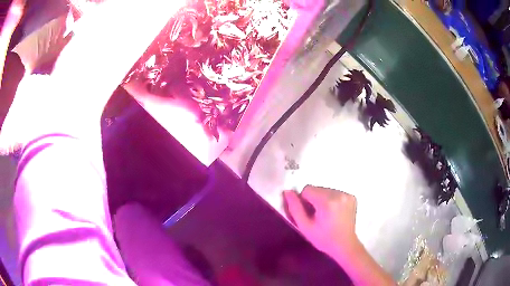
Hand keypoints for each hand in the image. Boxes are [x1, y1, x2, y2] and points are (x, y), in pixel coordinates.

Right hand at [284, 186, 358, 259]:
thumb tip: (287, 191)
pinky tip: (334, 213)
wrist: (345, 245)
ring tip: (326, 215)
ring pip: (326, 190)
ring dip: (322, 199)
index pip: (307, 189)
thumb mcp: (305, 227)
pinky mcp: (352, 197)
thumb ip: (295, 208)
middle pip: (317, 188)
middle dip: (314, 200)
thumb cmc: (323, 239)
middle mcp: (339, 194)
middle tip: (317, 216)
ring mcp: (347, 195)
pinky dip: (332, 200)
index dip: (304, 202)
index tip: (309, 214)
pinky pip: (335, 193)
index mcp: (327, 201)